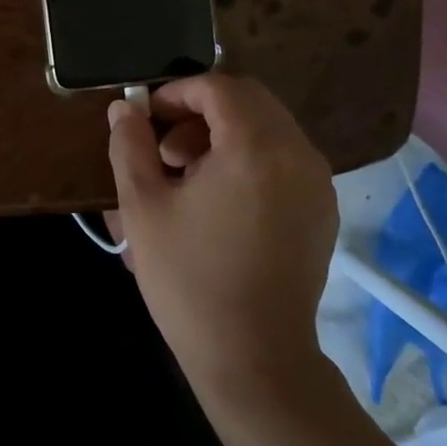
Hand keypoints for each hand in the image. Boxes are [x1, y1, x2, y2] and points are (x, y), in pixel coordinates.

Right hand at [107, 74, 338, 408]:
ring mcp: (317, 183)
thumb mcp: (142, 207)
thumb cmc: (189, 279)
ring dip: (225, 133)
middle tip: (165, 147)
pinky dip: (250, 157)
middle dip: (201, 110)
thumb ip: (130, 145)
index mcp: (255, 148)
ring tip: (187, 174)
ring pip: (269, 127)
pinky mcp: (322, 210)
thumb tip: (124, 108)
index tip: (147, 116)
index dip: (177, 92)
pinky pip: (285, 158)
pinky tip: (220, 199)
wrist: (254, 358)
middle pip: (250, 100)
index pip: (219, 87)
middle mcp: (297, 154)